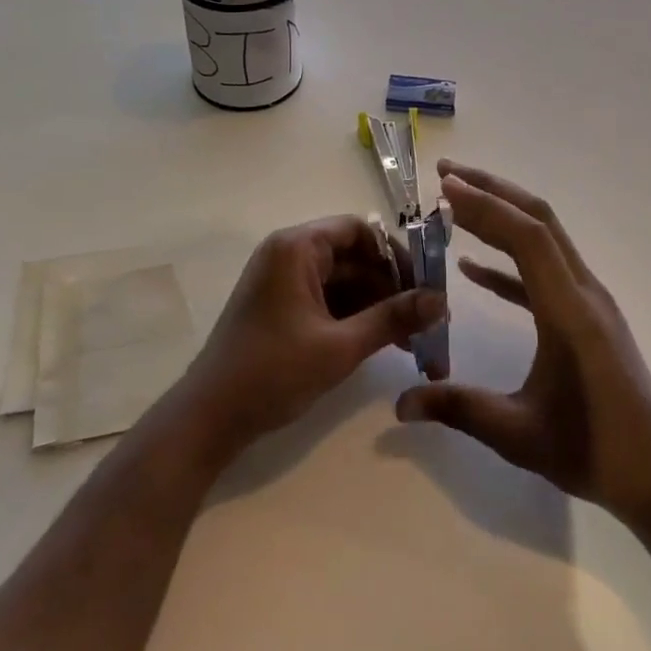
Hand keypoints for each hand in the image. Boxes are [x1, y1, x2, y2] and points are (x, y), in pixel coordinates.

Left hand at [181, 217, 443, 457]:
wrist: (208, 418)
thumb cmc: (272, 372)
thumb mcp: (340, 347)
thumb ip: (393, 318)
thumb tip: (442, 301)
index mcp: (297, 247)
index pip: (360, 231)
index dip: (396, 256)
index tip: (426, 289)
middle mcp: (289, 253)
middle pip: (354, 257)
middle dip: (392, 288)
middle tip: (428, 323)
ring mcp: (283, 280)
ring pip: (345, 281)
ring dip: (377, 306)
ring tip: (413, 341)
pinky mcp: (282, 306)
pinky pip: (328, 299)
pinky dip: (355, 317)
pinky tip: (382, 343)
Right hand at [395, 163, 650, 527]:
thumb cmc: (593, 452)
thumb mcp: (519, 435)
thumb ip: (458, 409)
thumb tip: (400, 402)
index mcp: (569, 310)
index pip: (527, 237)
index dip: (486, 206)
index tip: (444, 188)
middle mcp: (582, 291)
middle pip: (538, 220)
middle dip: (492, 191)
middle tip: (445, 175)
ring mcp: (587, 300)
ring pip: (543, 238)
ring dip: (501, 215)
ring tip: (455, 203)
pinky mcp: (586, 315)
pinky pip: (542, 272)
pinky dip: (508, 260)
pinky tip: (473, 268)